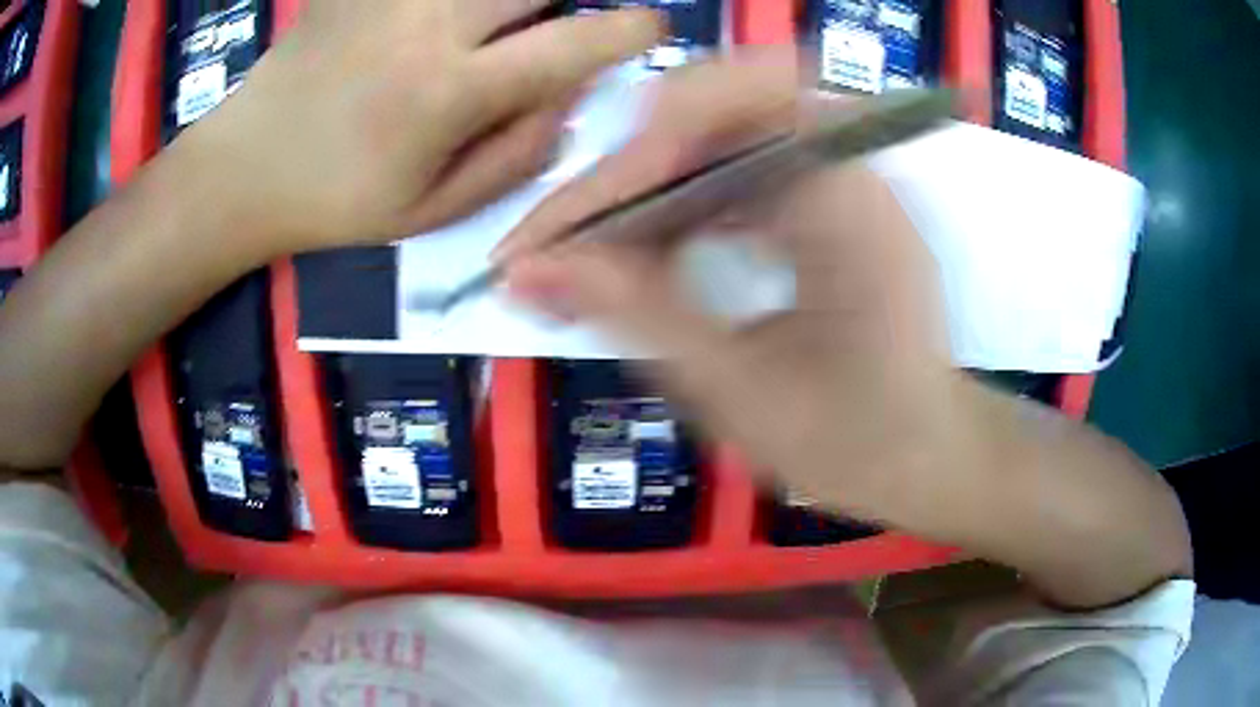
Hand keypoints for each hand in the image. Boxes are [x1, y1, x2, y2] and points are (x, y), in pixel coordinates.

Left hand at [183, 0, 663, 258]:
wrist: (243, 168)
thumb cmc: (336, 202)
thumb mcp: (433, 211)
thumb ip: (517, 155)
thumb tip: (570, 98)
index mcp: (448, 91)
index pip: (569, 44)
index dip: (626, 31)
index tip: (648, 27)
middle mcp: (427, 24)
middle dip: (562, 4)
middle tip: (550, 31)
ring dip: (510, 3)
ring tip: (486, 38)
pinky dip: (458, 5)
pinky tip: (439, 28)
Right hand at [503, 51, 958, 517]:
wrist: (926, 454)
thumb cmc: (851, 442)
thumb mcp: (735, 387)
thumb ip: (634, 313)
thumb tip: (530, 270)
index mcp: (843, 199)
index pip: (714, 122)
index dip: (623, 167)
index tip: (553, 236)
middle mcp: (847, 163)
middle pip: (712, 109)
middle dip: (627, 170)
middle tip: (566, 240)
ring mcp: (841, 174)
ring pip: (720, 130)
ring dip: (650, 181)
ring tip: (592, 245)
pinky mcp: (829, 195)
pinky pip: (739, 163)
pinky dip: (683, 197)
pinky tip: (650, 244)